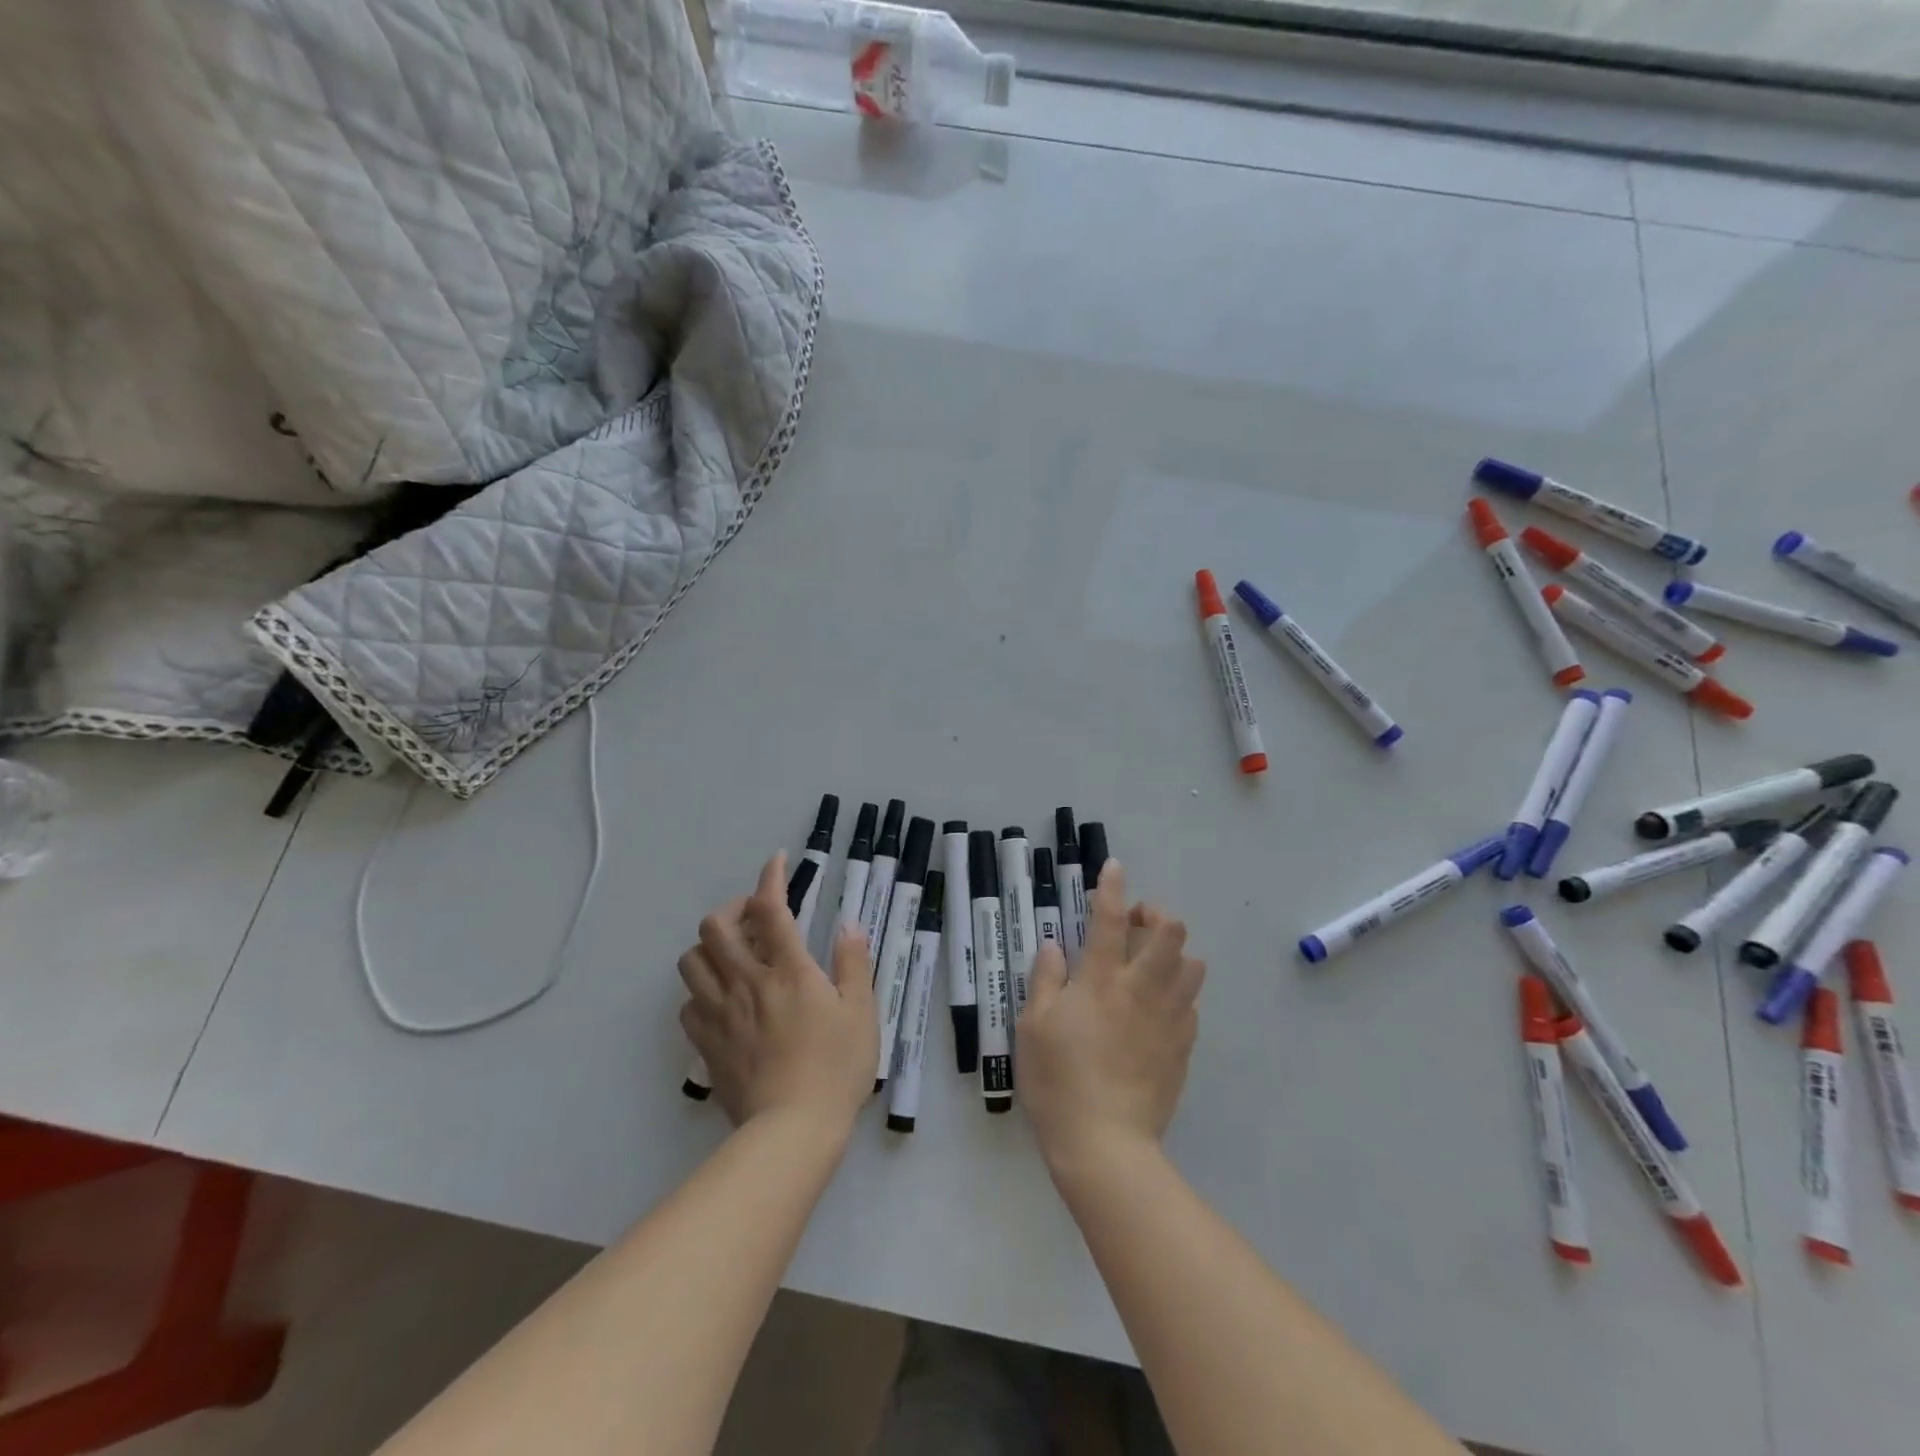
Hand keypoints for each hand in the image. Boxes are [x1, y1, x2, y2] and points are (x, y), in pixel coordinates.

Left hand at [678, 854, 877, 1134]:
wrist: (792, 1131)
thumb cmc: (836, 1068)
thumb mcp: (862, 1011)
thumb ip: (853, 962)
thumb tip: (848, 923)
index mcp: (788, 970)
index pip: (770, 908)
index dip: (770, 877)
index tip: (776, 861)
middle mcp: (747, 982)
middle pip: (716, 926)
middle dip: (733, 909)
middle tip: (755, 917)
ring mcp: (720, 1014)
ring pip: (692, 961)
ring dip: (710, 947)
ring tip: (734, 954)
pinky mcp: (706, 1044)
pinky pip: (688, 1005)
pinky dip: (701, 992)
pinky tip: (722, 1000)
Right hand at [1016, 861, 1204, 1173]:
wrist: (1105, 1144)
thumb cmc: (1058, 1081)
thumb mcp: (1034, 1026)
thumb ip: (1046, 979)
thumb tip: (1054, 945)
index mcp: (1100, 980)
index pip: (1108, 919)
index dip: (1112, 887)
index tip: (1114, 867)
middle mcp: (1140, 989)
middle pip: (1170, 932)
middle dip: (1155, 915)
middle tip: (1133, 926)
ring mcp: (1168, 1018)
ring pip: (1192, 965)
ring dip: (1174, 953)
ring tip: (1151, 964)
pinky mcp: (1183, 1047)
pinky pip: (1191, 1004)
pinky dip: (1178, 993)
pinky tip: (1158, 1008)